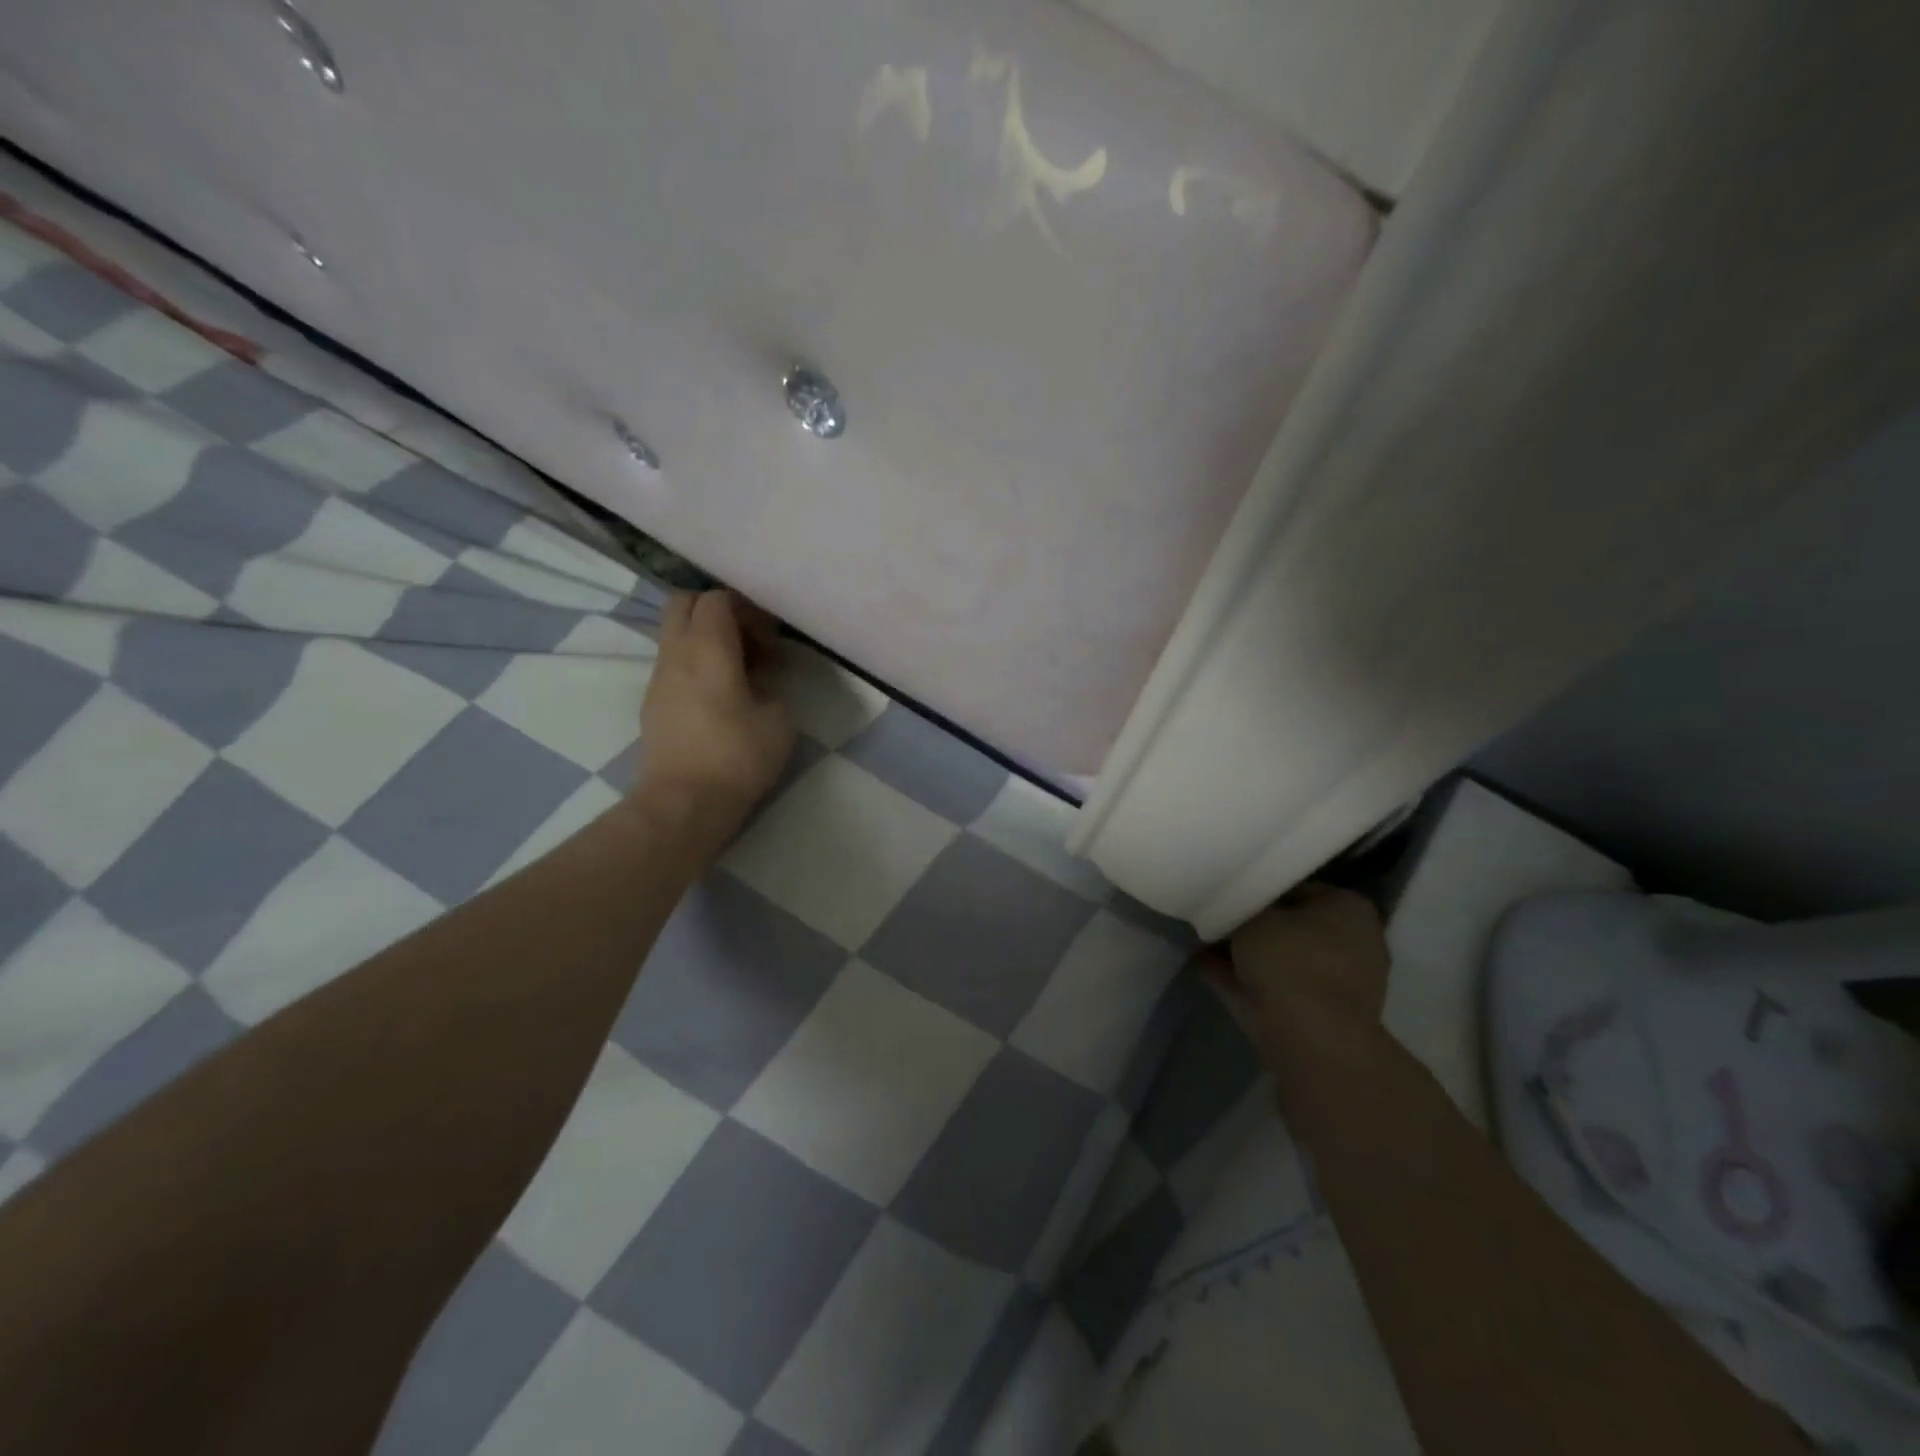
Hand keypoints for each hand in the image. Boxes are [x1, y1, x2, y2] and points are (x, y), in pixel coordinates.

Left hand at [634, 590, 795, 830]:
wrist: (683, 802)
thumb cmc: (737, 756)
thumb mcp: (779, 720)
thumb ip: (771, 688)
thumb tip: (758, 684)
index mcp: (707, 647)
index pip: (717, 598)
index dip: (747, 609)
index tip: (769, 640)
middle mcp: (675, 652)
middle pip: (684, 603)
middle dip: (717, 612)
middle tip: (747, 642)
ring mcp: (657, 678)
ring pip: (675, 634)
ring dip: (705, 641)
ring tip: (737, 673)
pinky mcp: (652, 704)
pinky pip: (673, 664)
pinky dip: (694, 665)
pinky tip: (718, 698)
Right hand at [1208, 884, 1390, 1072]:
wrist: (1308, 1037)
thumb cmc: (1290, 959)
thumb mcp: (1254, 915)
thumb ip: (1242, 908)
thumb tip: (1233, 912)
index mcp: (1350, 909)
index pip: (1300, 889)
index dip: (1263, 890)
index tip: (1232, 894)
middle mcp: (1352, 944)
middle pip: (1291, 928)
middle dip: (1255, 926)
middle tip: (1216, 918)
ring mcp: (1336, 986)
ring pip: (1280, 961)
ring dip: (1246, 954)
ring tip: (1202, 940)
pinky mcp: (1315, 1017)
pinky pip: (1269, 988)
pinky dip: (1241, 979)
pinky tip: (1204, 965)